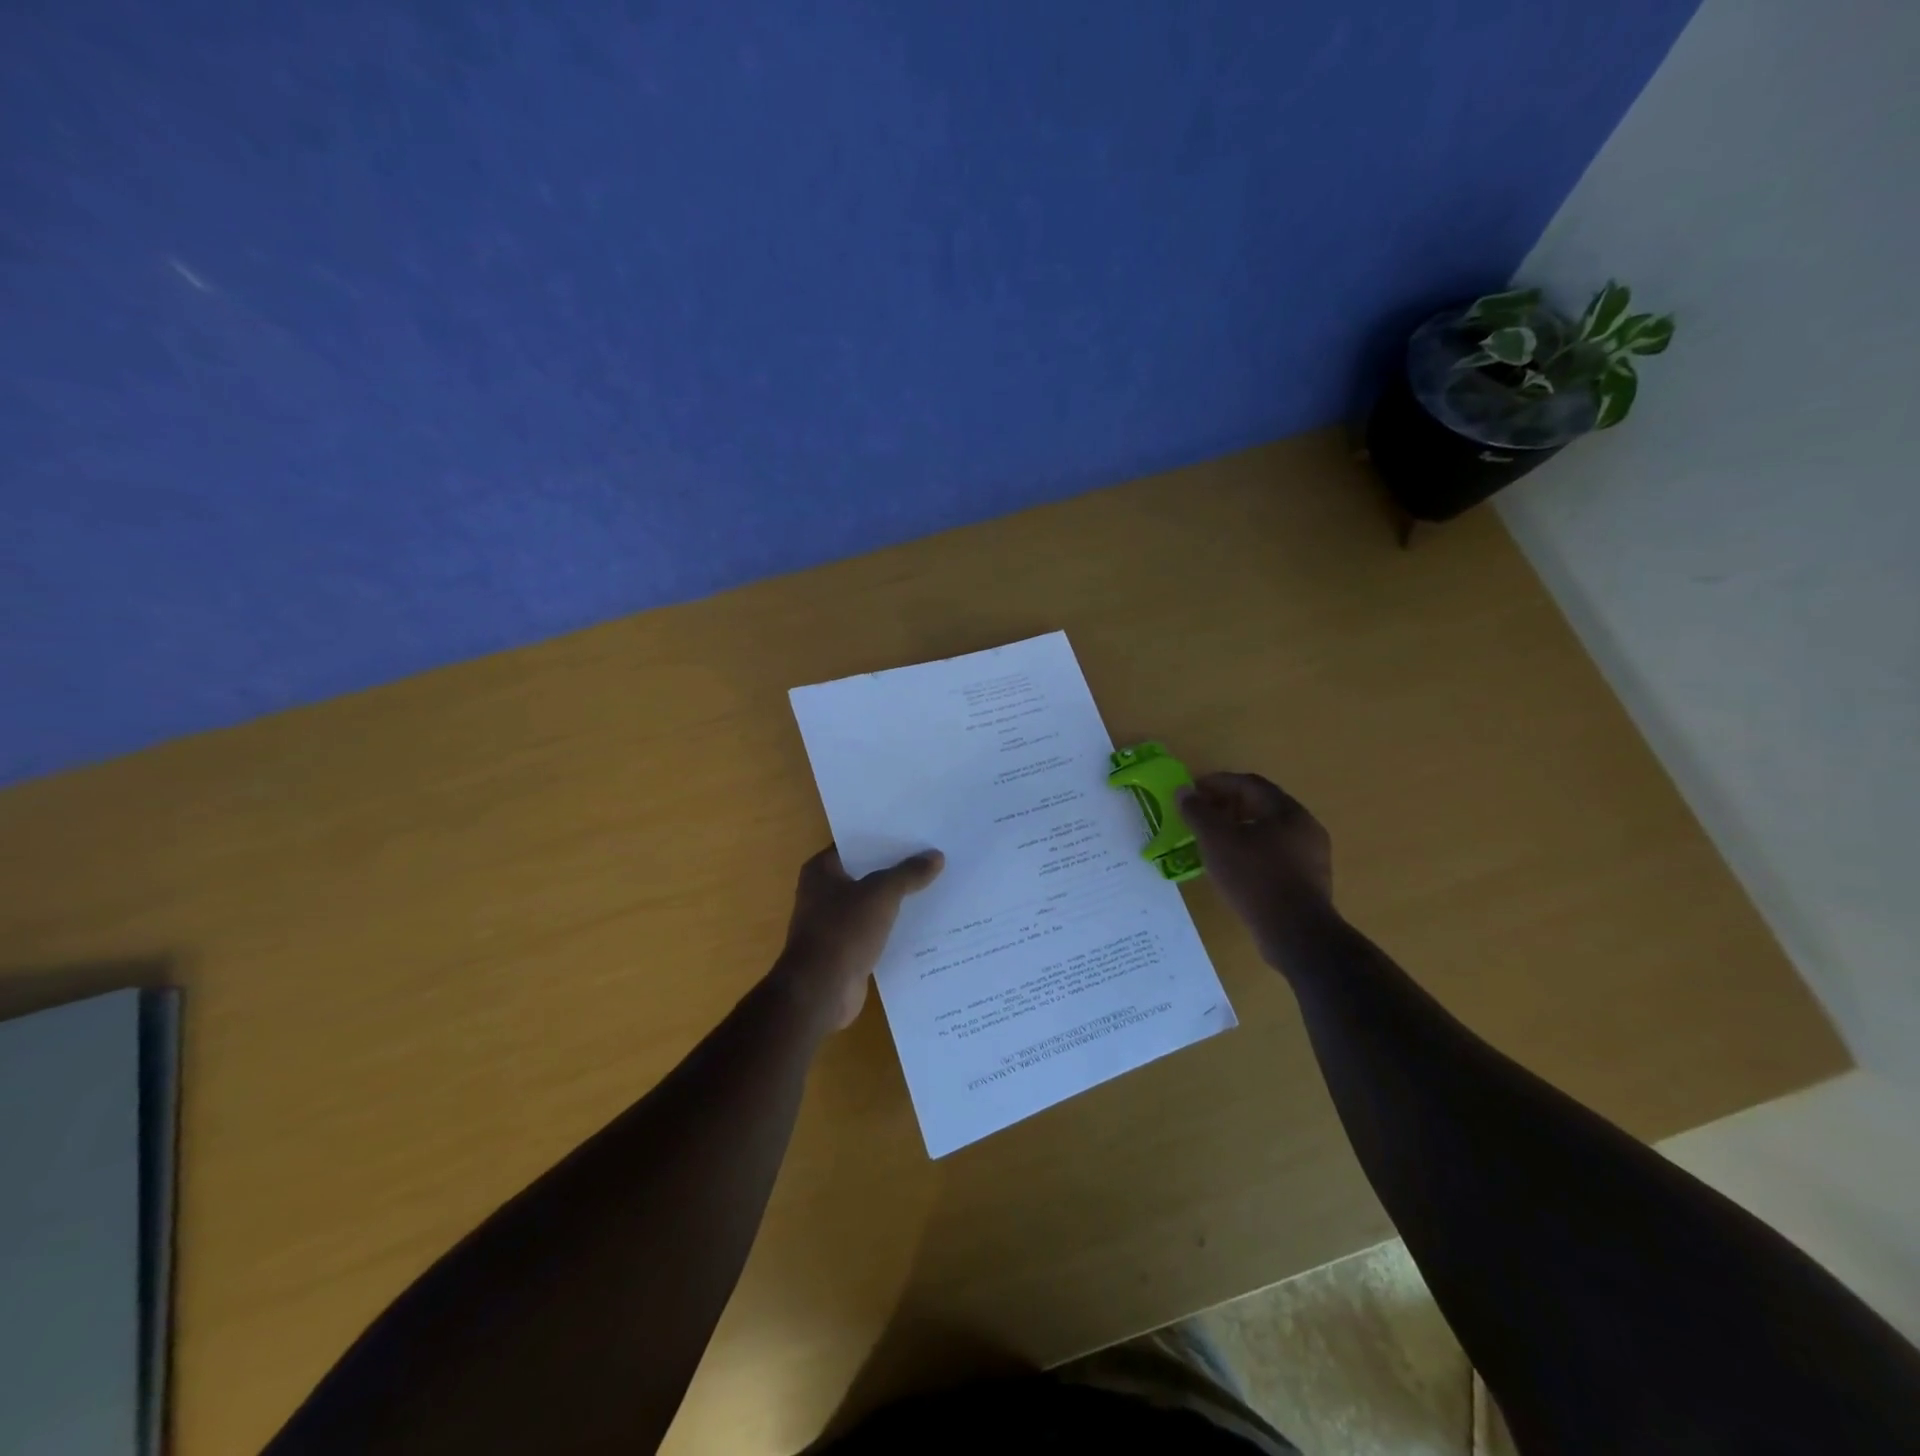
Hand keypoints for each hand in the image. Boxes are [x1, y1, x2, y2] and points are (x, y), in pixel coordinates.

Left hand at [772, 846, 944, 1032]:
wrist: (820, 992)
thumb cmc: (843, 932)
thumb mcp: (881, 895)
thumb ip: (908, 874)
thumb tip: (936, 856)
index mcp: (821, 870)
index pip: (857, 843)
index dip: (886, 838)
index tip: (917, 832)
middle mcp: (823, 892)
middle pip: (867, 872)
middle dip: (897, 868)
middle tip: (935, 856)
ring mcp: (834, 922)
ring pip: (873, 902)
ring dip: (899, 898)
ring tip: (938, 885)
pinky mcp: (846, 948)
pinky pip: (876, 928)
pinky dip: (896, 925)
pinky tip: (926, 921)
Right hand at [1178, 772, 1333, 961]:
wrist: (1295, 933)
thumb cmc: (1254, 877)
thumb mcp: (1217, 841)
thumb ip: (1198, 812)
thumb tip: (1183, 792)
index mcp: (1287, 811)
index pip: (1249, 784)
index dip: (1217, 783)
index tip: (1192, 791)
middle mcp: (1305, 827)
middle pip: (1261, 806)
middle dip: (1227, 806)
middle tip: (1200, 815)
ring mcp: (1311, 856)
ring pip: (1268, 832)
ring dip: (1239, 830)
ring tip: (1211, 841)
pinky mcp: (1308, 882)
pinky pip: (1275, 855)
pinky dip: (1250, 851)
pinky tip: (1233, 867)